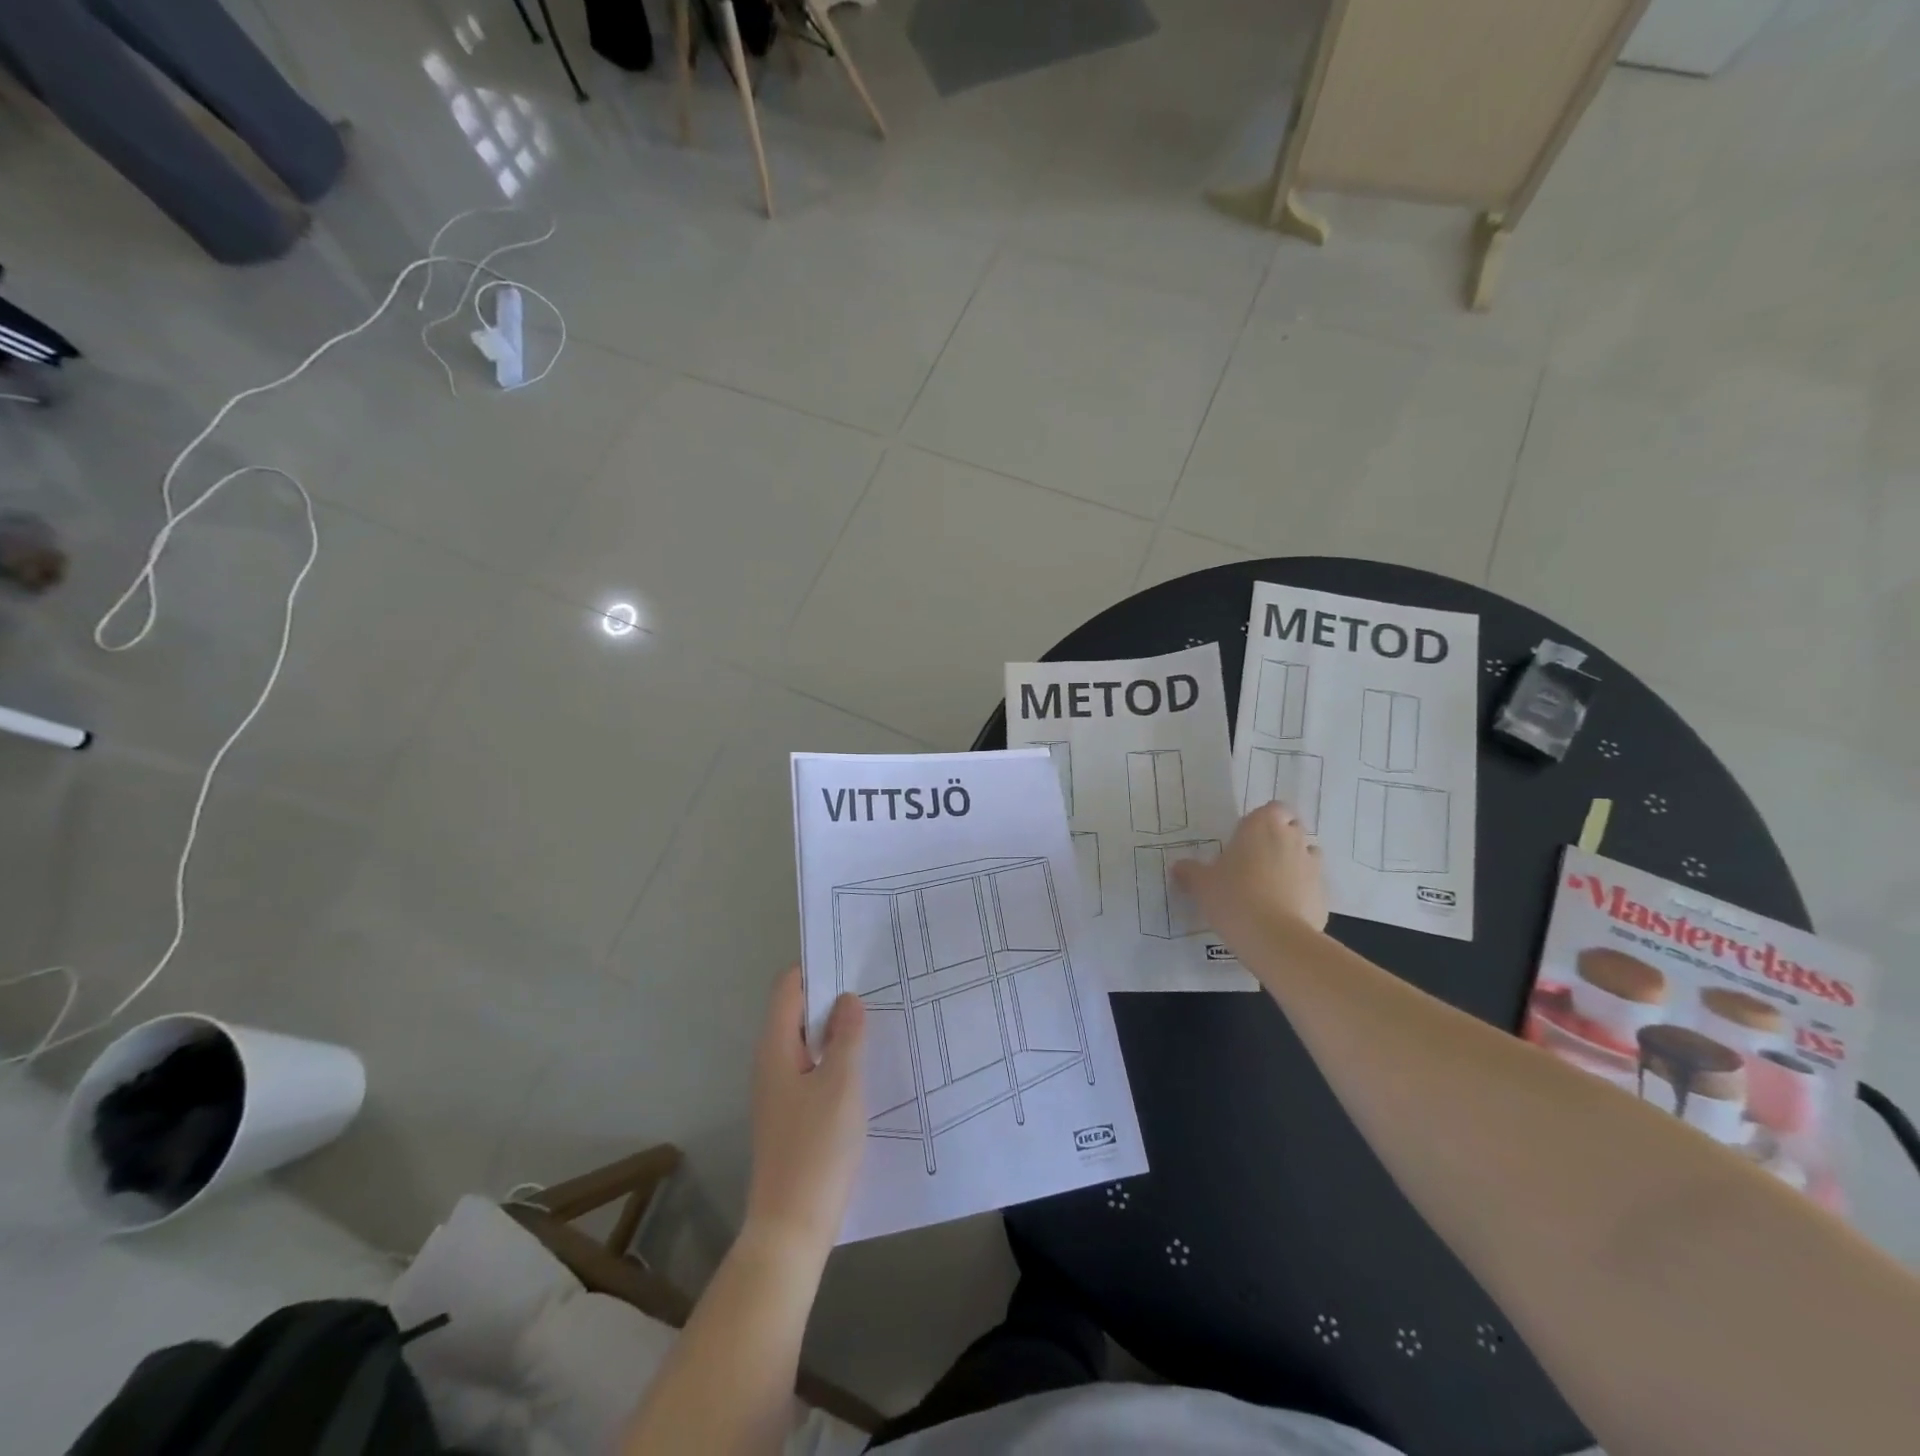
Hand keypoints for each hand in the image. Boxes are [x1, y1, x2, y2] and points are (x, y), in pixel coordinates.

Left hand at [744, 966, 866, 1261]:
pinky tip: (866, 1066)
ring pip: (809, 1042)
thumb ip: (847, 1036)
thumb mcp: (841, 1084)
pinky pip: (813, 1069)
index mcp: (776, 1047)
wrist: (791, 1230)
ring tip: (877, 1019)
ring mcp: (780, 1091)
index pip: (789, 987)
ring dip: (837, 1030)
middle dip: (833, 997)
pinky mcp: (792, 1115)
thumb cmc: (816, 1149)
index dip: (817, 968)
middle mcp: (771, 1062)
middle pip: (798, 1012)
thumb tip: (848, 998)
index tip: (854, 958)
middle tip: (876, 986)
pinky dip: (836, 1058)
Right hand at [1173, 801, 1328, 944]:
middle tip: (1256, 860)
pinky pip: (1312, 886)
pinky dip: (1302, 892)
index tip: (1248, 838)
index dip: (1264, 820)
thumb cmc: (1233, 897)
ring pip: (1308, 855)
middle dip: (1280, 839)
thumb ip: (1190, 871)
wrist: (1274, 937)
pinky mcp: (1323, 894)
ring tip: (1272, 884)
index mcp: (1261, 826)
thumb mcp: (1201, 884)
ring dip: (1294, 863)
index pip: (1273, 808)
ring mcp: (1312, 866)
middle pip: (1292, 828)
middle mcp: (1291, 839)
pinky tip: (1284, 910)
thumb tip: (1178, 866)